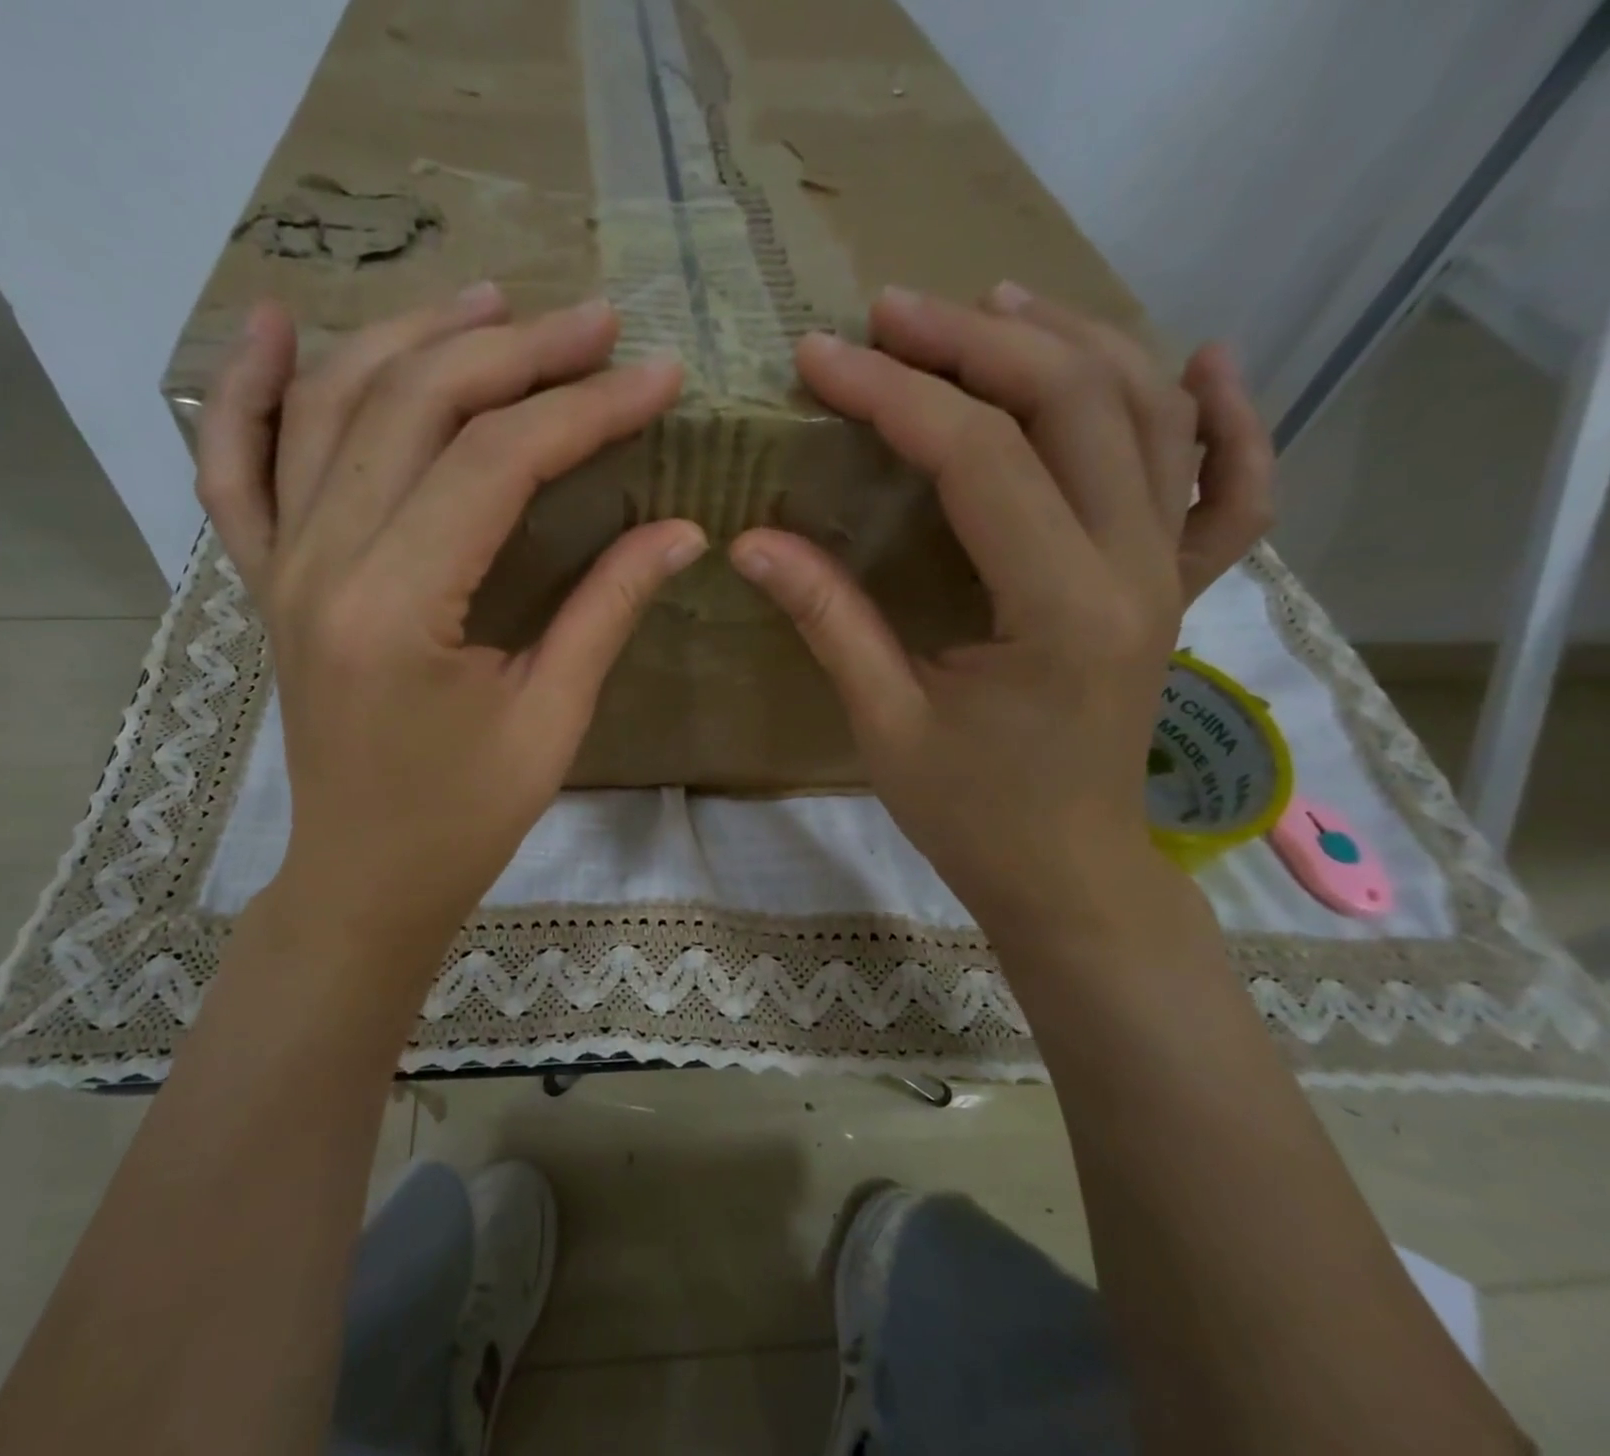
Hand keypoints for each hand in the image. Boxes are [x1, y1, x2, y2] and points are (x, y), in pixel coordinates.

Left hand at [196, 287, 703, 959]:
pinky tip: (271, 326)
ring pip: (332, 407)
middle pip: (415, 406)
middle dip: (516, 352)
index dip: (585, 408)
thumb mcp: (551, 720)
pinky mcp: (269, 580)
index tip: (657, 377)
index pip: (497, 461)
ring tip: (492, 300)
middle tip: (596, 324)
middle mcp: (322, 563)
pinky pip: (234, 468)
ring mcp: (282, 564)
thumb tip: (680, 530)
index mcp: (397, 607)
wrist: (362, 877)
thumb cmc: (462, 819)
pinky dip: (244, 391)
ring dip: (413, 337)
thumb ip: (607, 609)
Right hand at [730, 284, 1273, 932]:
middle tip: (890, 314)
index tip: (821, 358)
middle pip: (1074, 402)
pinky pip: (1229, 486)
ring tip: (990, 305)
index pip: (980, 459)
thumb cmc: (973, 816)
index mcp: (1059, 608)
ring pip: (1148, 414)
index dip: (894, 394)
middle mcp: (1135, 568)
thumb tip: (750, 541)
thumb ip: (828, 619)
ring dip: (1070, 341)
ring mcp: (1171, 572)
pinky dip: (1227, 416)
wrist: (1070, 875)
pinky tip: (1199, 361)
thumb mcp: (885, 724)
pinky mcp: (1177, 588)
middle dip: (974, 340)